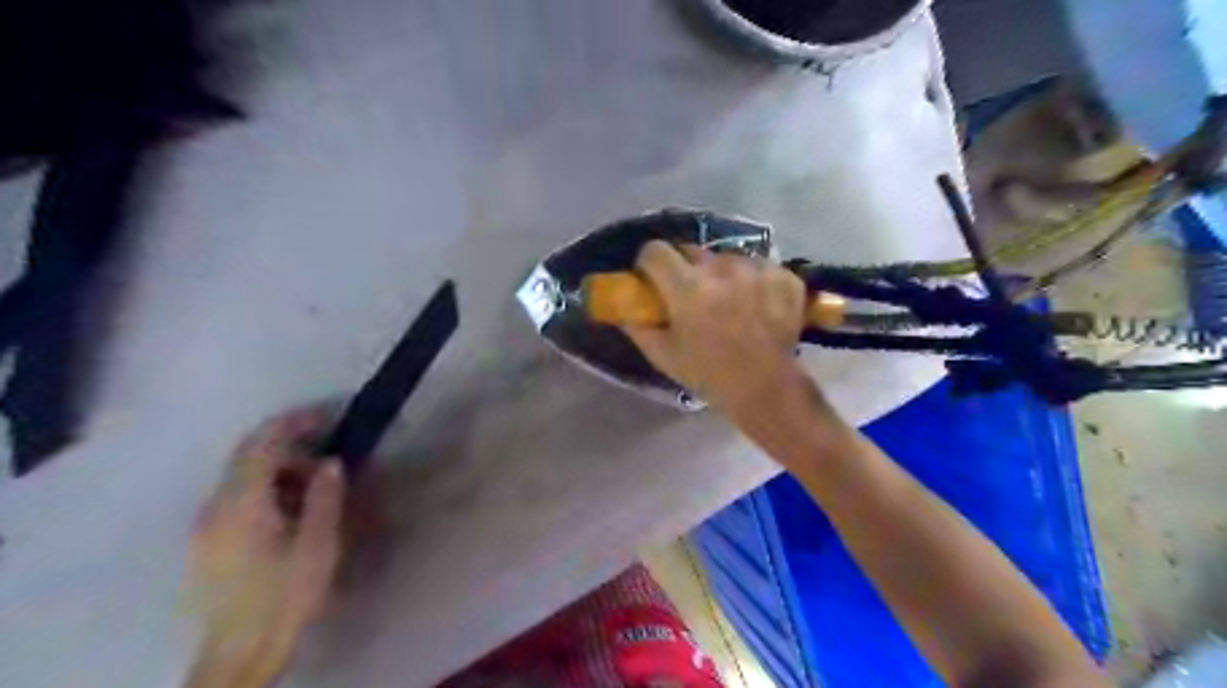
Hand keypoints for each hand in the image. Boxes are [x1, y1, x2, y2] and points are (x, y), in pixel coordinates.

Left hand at [188, 408, 345, 683]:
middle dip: (286, 442)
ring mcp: (206, 524)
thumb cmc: (285, 594)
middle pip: (246, 454)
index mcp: (242, 502)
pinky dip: (265, 486)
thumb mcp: (318, 543)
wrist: (240, 650)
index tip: (326, 416)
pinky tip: (290, 508)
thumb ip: (324, 495)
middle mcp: (216, 505)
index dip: (294, 422)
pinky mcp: (207, 541)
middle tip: (326, 449)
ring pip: (241, 475)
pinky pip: (235, 496)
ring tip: (314, 483)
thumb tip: (330, 461)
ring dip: (277, 467)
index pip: (262, 443)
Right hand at [625, 240, 812, 415]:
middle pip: (692, 250)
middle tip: (691, 294)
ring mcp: (756, 270)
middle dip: (685, 268)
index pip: (655, 250)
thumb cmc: (708, 374)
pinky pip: (757, 266)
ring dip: (721, 274)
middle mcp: (722, 269)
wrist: (766, 387)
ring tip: (729, 302)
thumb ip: (637, 325)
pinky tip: (756, 305)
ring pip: (726, 258)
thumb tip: (623, 306)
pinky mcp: (783, 275)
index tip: (653, 278)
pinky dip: (753, 281)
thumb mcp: (663, 355)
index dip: (650, 263)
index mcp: (687, 288)